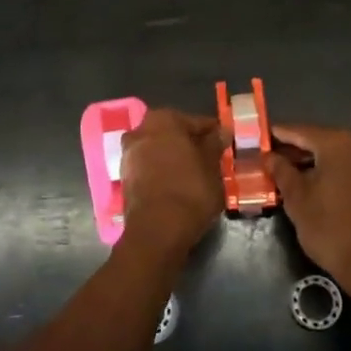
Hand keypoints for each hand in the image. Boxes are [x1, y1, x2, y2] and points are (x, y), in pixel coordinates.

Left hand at [119, 110, 223, 261]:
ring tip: (196, 175)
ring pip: (160, 150)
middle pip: (174, 134)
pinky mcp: (124, 176)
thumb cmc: (190, 191)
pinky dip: (162, 172)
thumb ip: (214, 144)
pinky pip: (150, 167)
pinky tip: (177, 185)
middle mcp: (141, 130)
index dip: (214, 134)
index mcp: (164, 119)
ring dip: (175, 158)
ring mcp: (129, 153)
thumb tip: (220, 131)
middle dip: (191, 145)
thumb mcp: (212, 166)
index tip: (226, 146)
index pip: (197, 122)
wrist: (156, 231)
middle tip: (212, 161)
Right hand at [268, 124, 350, 292]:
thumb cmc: (330, 229)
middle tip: (274, 160)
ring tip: (296, 176)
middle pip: (321, 141)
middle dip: (298, 150)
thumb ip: (281, 171)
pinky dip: (338, 174)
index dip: (277, 135)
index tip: (260, 139)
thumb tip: (270, 156)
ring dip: (318, 163)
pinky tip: (324, 189)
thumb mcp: (297, 199)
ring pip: (340, 156)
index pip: (299, 131)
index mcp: (337, 143)